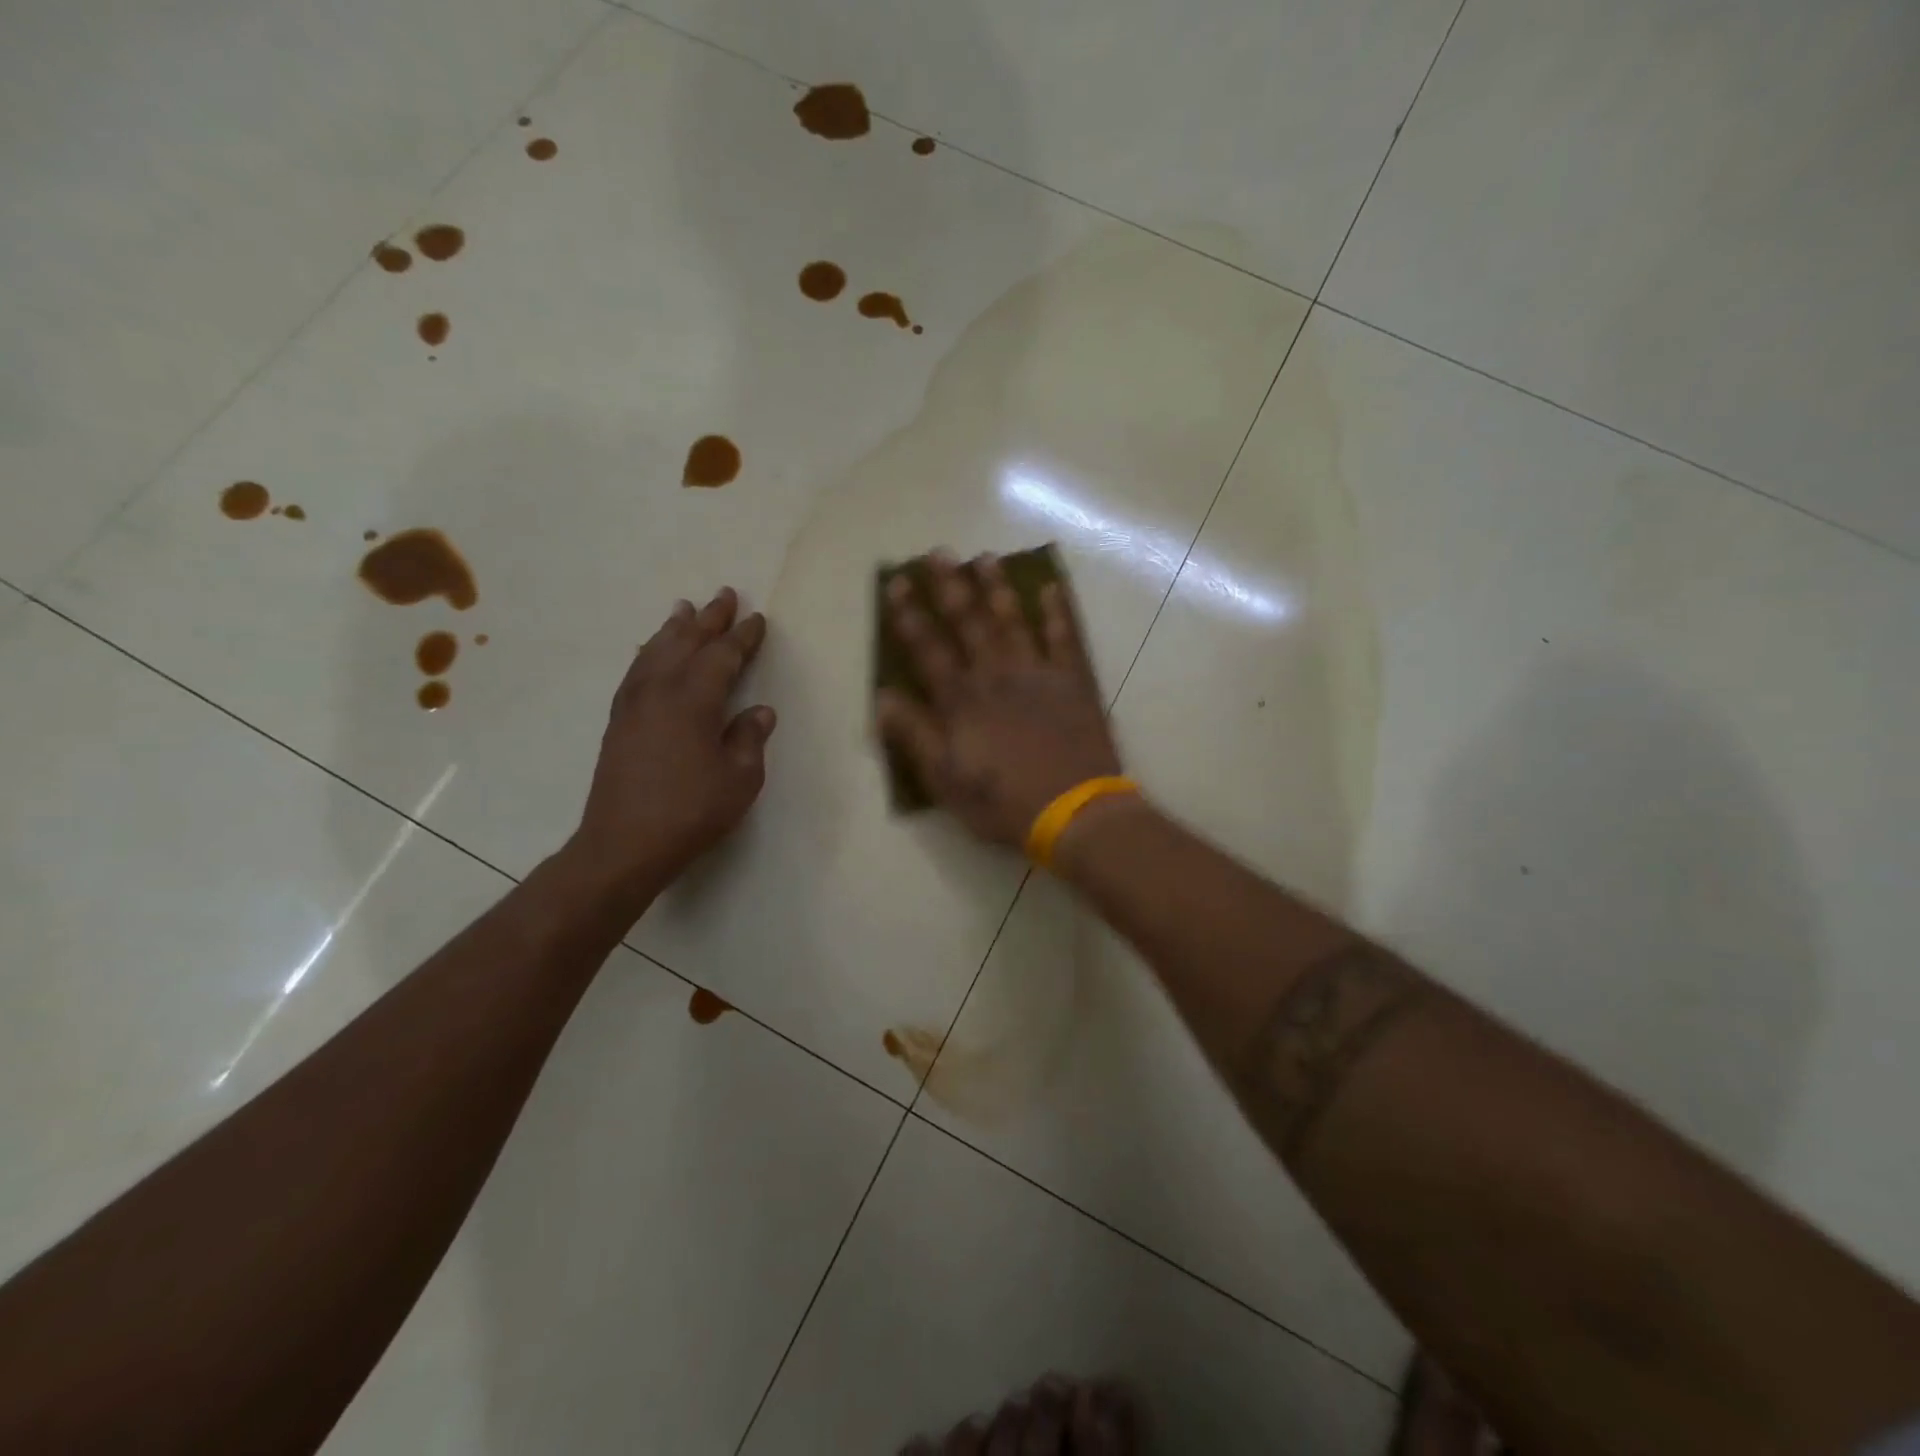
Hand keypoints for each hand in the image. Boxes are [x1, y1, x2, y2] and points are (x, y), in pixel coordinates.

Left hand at [569, 587, 775, 901]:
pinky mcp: (618, 721)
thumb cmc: (692, 810)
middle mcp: (660, 690)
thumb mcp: (740, 777)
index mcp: (694, 699)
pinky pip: (636, 671)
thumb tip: (759, 711)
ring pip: (655, 652)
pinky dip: (649, 653)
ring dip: (673, 629)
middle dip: (708, 619)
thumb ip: (749, 738)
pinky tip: (651, 654)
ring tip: (684, 609)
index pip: (722, 656)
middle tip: (724, 595)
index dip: (742, 637)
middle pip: (686, 643)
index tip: (757, 619)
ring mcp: (633, 704)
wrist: (624, 844)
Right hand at [875, 551, 1122, 849]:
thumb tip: (882, 697)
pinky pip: (1065, 638)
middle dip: (951, 586)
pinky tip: (1052, 588)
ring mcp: (1037, 674)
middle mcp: (996, 675)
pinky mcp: (1073, 682)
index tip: (897, 583)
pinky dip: (1059, 612)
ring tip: (986, 557)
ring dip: (998, 588)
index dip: (909, 615)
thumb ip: (914, 735)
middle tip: (939, 552)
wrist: (1073, 811)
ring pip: (1013, 621)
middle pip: (969, 623)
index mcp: (962, 700)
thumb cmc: (1002, 801)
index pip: (928, 649)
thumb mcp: (945, 779)